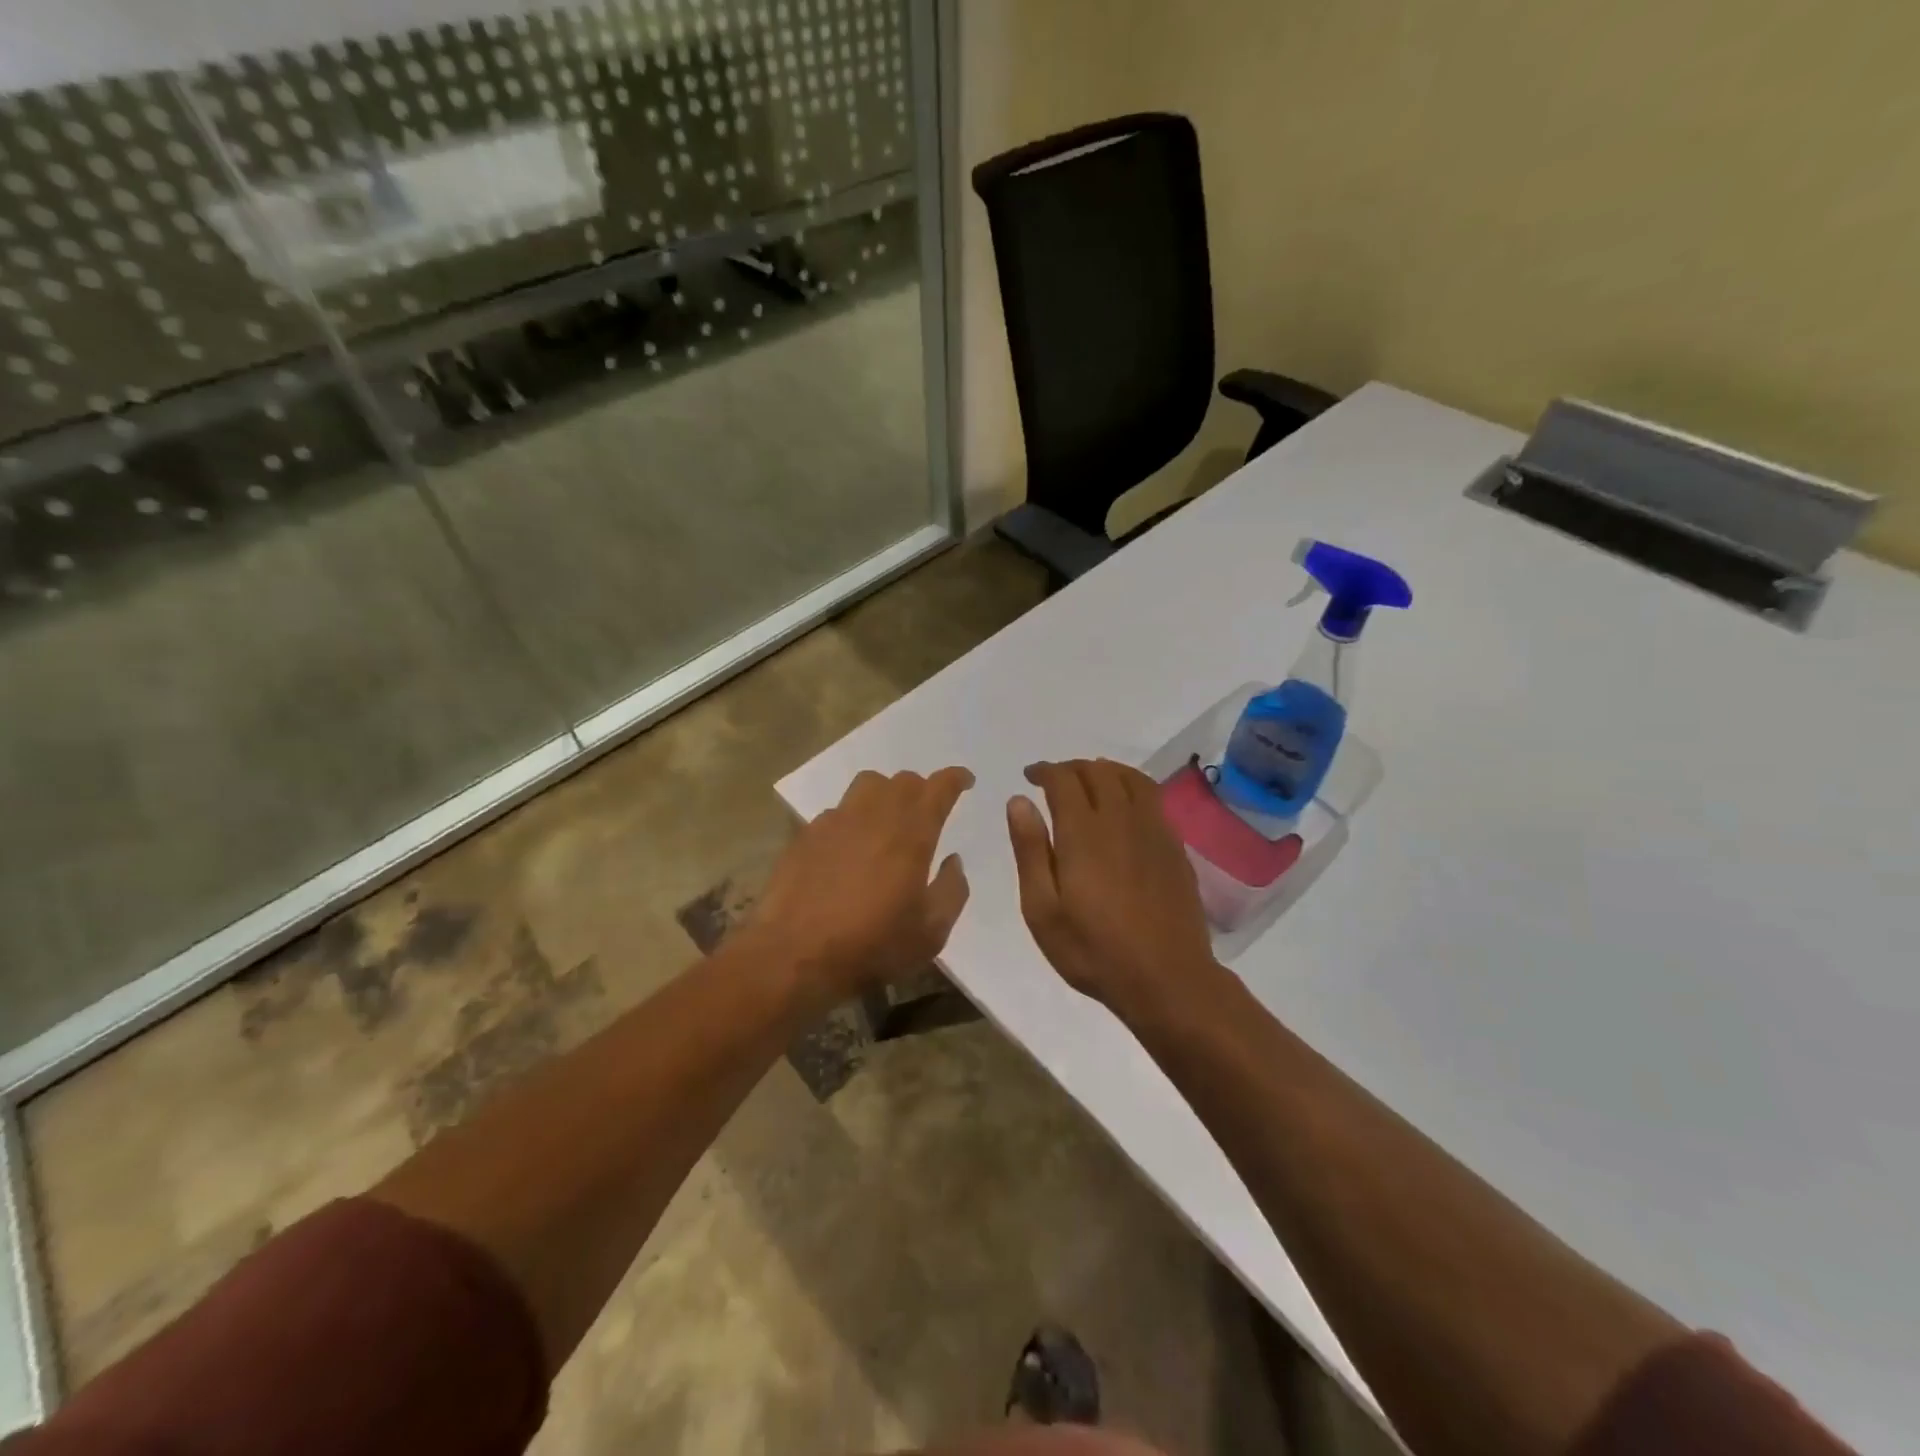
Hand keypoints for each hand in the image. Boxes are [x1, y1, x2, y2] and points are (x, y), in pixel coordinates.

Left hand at [747, 766, 973, 1004]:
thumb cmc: (872, 945)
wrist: (794, 956)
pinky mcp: (806, 835)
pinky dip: (852, 818)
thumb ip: (952, 891)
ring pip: (867, 785)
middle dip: (921, 788)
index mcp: (912, 833)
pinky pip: (837, 811)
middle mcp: (874, 815)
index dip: (955, 779)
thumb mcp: (931, 932)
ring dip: (885, 793)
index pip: (939, 787)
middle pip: (903, 780)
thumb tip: (953, 861)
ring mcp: (835, 821)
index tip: (965, 780)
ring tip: (887, 818)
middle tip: (927, 809)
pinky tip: (848, 846)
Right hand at [1007, 759, 1218, 1017]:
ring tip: (1089, 782)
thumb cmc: (1093, 949)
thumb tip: (1019, 801)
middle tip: (1054, 780)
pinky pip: (1152, 797)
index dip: (1044, 770)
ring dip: (1104, 770)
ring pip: (1130, 778)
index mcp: (1083, 832)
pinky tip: (1123, 806)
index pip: (1063, 779)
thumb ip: (1030, 850)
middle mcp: (1121, 819)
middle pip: (1097, 771)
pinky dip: (1130, 786)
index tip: (1030, 776)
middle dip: (1071, 768)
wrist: (1166, 978)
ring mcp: (1153, 830)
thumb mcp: (1042, 909)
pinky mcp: (1174, 846)